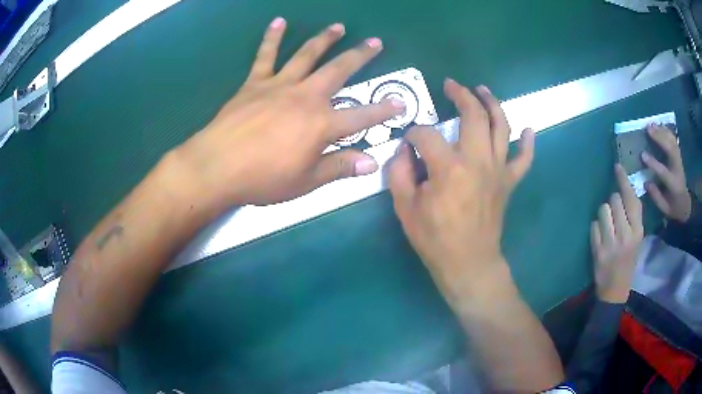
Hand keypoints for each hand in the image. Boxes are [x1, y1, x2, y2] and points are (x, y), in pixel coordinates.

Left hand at [178, 18, 403, 205]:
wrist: (218, 166)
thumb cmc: (263, 178)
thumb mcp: (306, 181)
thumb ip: (340, 167)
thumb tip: (372, 163)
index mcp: (322, 124)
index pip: (362, 116)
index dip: (383, 110)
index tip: (401, 102)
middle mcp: (306, 97)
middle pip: (339, 70)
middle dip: (360, 55)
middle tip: (375, 42)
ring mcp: (279, 85)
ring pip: (307, 55)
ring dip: (325, 39)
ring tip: (338, 26)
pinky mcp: (255, 83)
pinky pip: (265, 56)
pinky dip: (272, 38)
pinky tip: (279, 22)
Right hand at [389, 79, 534, 307]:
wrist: (468, 263)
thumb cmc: (435, 239)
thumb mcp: (405, 207)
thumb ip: (399, 172)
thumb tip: (404, 149)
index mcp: (449, 167)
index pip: (426, 134)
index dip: (412, 133)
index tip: (407, 141)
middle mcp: (478, 161)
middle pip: (473, 115)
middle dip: (461, 95)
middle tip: (451, 85)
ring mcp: (498, 170)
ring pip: (501, 127)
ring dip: (492, 104)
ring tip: (483, 90)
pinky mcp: (509, 182)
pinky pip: (524, 159)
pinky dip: (528, 143)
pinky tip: (529, 129)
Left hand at [591, 164, 643, 303]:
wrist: (615, 289)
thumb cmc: (629, 261)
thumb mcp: (638, 239)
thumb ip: (633, 217)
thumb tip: (624, 191)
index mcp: (638, 231)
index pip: (631, 199)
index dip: (623, 181)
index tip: (617, 167)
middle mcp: (626, 234)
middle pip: (614, 200)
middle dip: (613, 201)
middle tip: (614, 213)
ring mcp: (611, 243)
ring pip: (603, 209)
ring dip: (604, 213)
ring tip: (608, 225)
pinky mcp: (597, 250)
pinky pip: (593, 225)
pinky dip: (596, 227)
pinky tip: (601, 237)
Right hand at [643, 124, 691, 222]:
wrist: (685, 203)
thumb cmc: (673, 207)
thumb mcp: (665, 208)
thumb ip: (656, 196)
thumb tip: (646, 182)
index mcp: (674, 185)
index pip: (664, 172)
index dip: (653, 163)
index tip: (642, 155)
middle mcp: (678, 169)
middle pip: (670, 150)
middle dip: (660, 138)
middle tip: (647, 129)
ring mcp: (679, 160)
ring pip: (672, 141)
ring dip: (662, 131)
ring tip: (651, 124)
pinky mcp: (678, 155)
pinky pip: (673, 139)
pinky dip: (666, 131)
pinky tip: (658, 125)